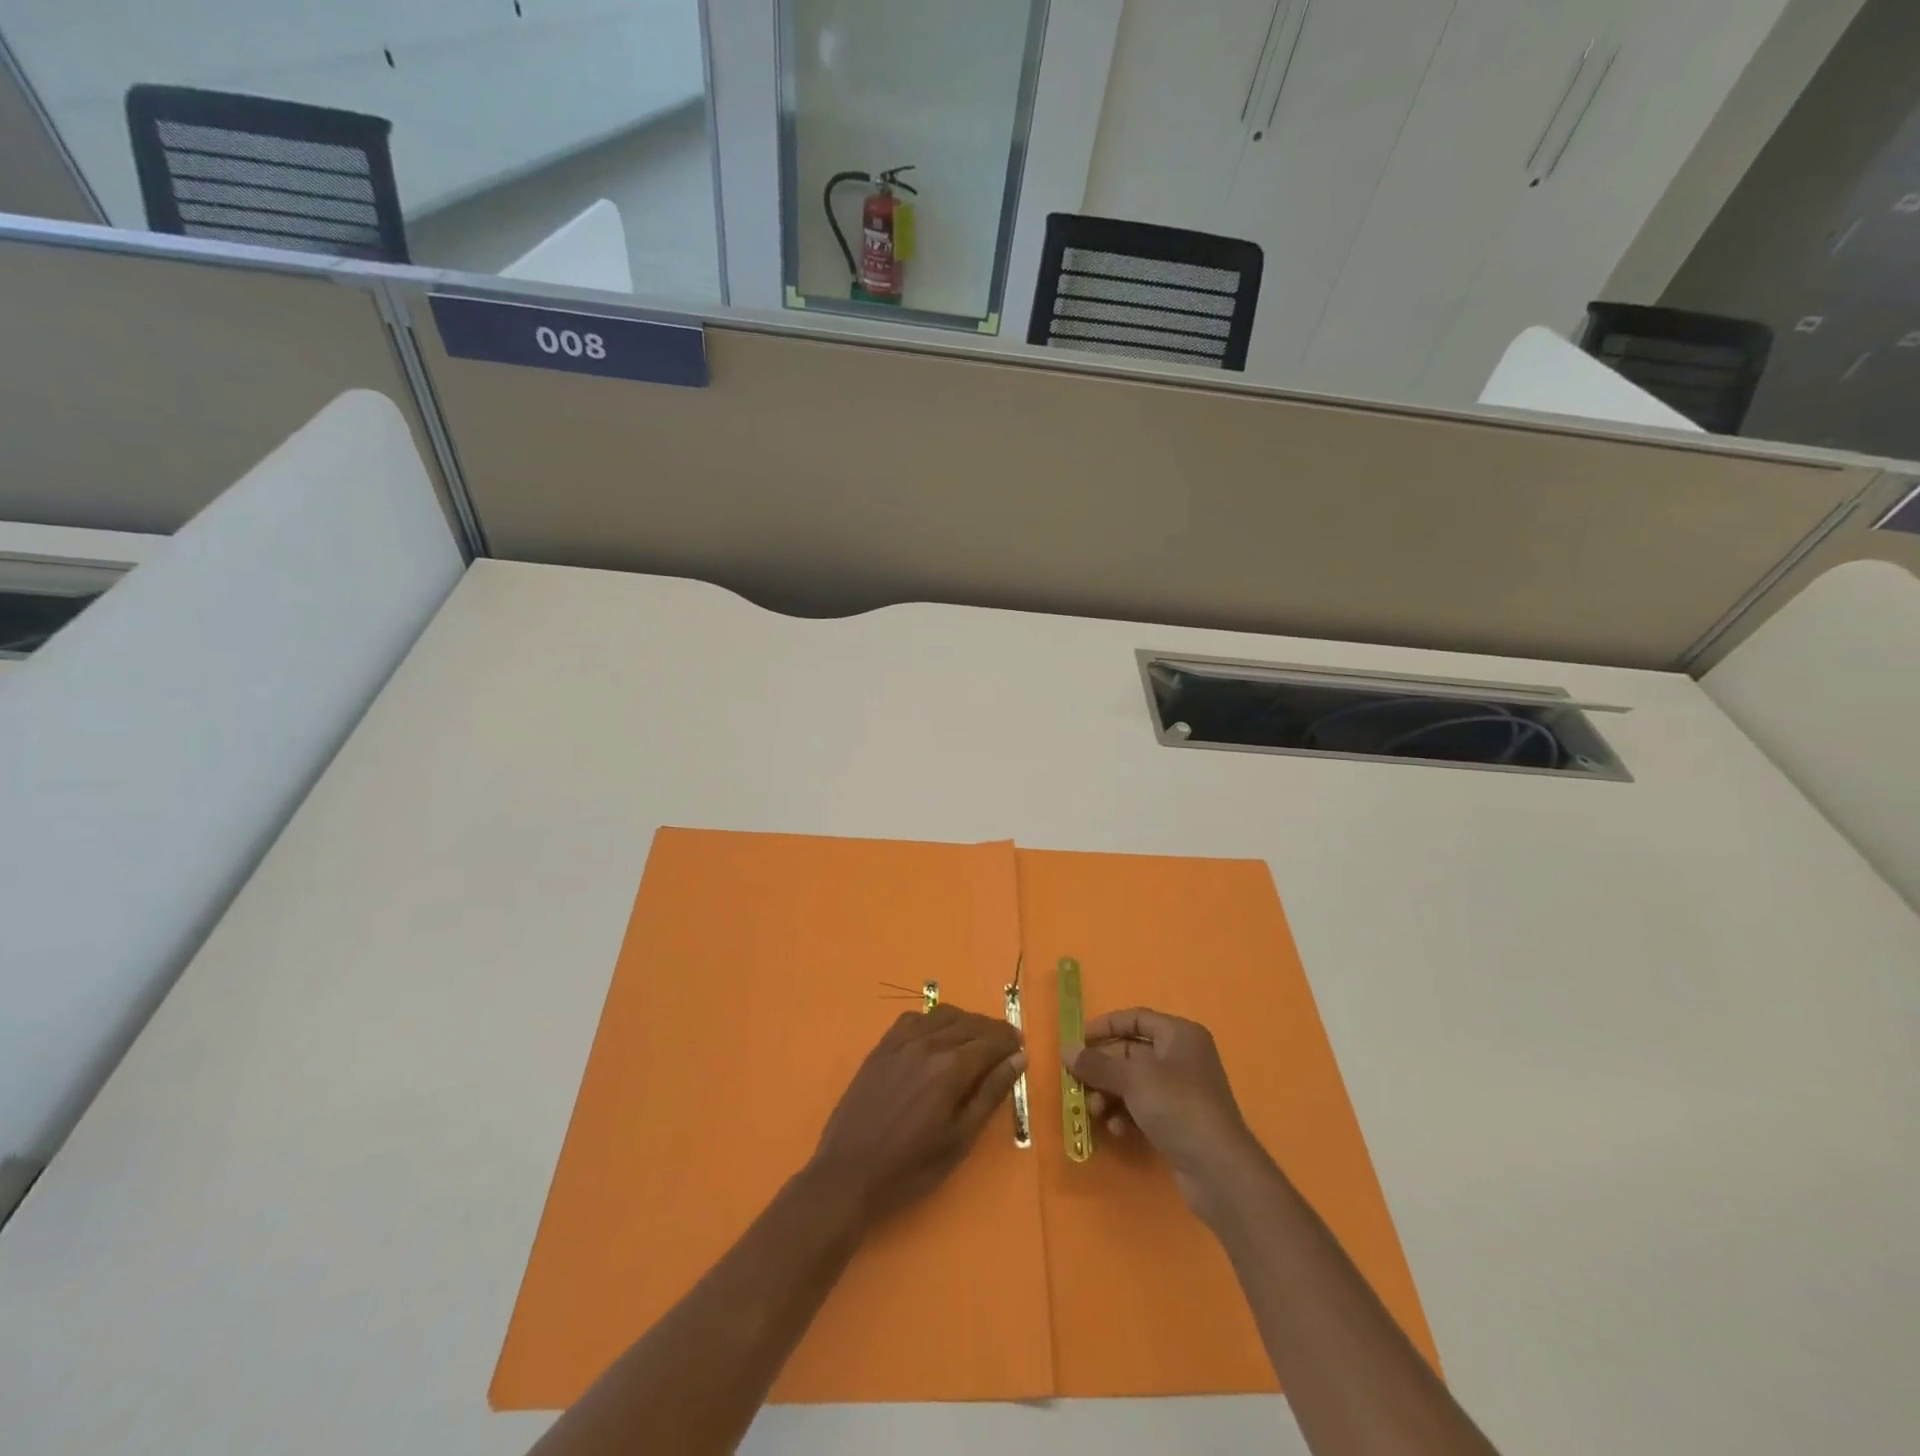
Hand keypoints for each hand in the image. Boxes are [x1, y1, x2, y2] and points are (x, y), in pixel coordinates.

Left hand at [810, 1004, 1025, 1224]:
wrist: (848, 1173)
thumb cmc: (910, 1167)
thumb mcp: (959, 1140)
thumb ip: (990, 1095)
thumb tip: (1018, 1060)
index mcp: (950, 1068)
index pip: (990, 1042)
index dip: (1009, 1042)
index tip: (1022, 1048)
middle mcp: (928, 1044)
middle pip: (969, 1023)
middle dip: (993, 1030)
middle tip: (1007, 1043)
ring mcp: (901, 1042)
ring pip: (942, 1014)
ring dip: (966, 1021)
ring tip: (977, 1038)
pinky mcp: (881, 1047)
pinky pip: (913, 1019)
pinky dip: (933, 1020)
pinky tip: (937, 1035)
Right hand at [1070, 1008, 1261, 1219]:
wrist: (1219, 1169)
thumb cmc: (1177, 1106)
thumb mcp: (1133, 1079)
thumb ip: (1097, 1063)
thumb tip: (1067, 1050)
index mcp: (1179, 1035)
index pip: (1135, 1018)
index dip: (1104, 1027)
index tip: (1077, 1043)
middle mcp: (1182, 1057)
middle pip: (1131, 1052)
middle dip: (1103, 1069)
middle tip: (1078, 1084)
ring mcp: (1181, 1091)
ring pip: (1133, 1083)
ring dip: (1110, 1095)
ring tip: (1096, 1112)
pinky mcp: (1178, 1120)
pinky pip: (1142, 1107)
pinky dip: (1125, 1114)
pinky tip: (1117, 1130)